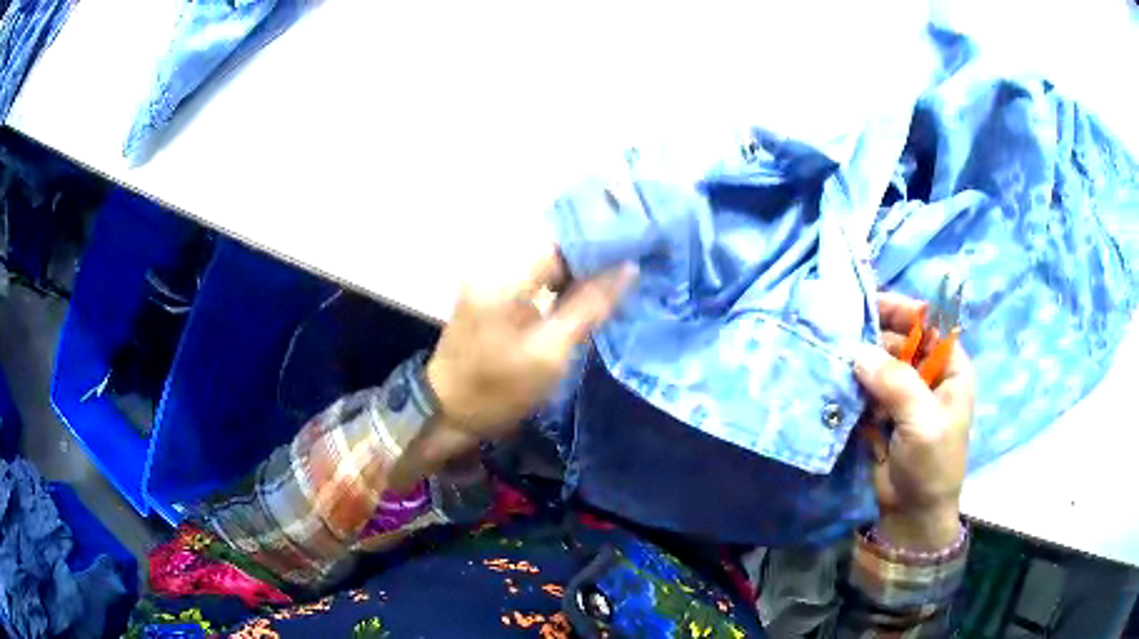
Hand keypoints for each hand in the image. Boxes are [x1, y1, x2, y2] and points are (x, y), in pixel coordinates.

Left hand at [420, 248, 636, 463]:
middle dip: (593, 260)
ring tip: (618, 282)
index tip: (637, 250)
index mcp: (505, 275)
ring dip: (579, 276)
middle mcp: (495, 268)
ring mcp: (490, 283)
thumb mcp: (549, 352)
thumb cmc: (498, 388)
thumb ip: (588, 307)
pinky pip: (534, 284)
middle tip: (634, 268)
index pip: (563, 244)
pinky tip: (585, 299)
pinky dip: (560, 289)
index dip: (602, 246)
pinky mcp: (491, 299)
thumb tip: (627, 269)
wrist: (447, 413)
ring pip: (546, 269)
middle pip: (555, 254)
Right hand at [853, 292, 975, 551]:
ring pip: (879, 365)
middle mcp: (928, 376)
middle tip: (841, 333)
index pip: (929, 326)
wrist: (912, 514)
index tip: (871, 305)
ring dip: (859, 363)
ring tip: (832, 355)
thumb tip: (858, 352)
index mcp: (950, 370)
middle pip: (901, 342)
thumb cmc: (931, 465)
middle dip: (874, 338)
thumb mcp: (922, 423)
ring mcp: (904, 395)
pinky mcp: (883, 414)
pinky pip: (865, 390)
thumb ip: (896, 383)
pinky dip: (851, 386)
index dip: (904, 311)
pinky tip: (834, 381)